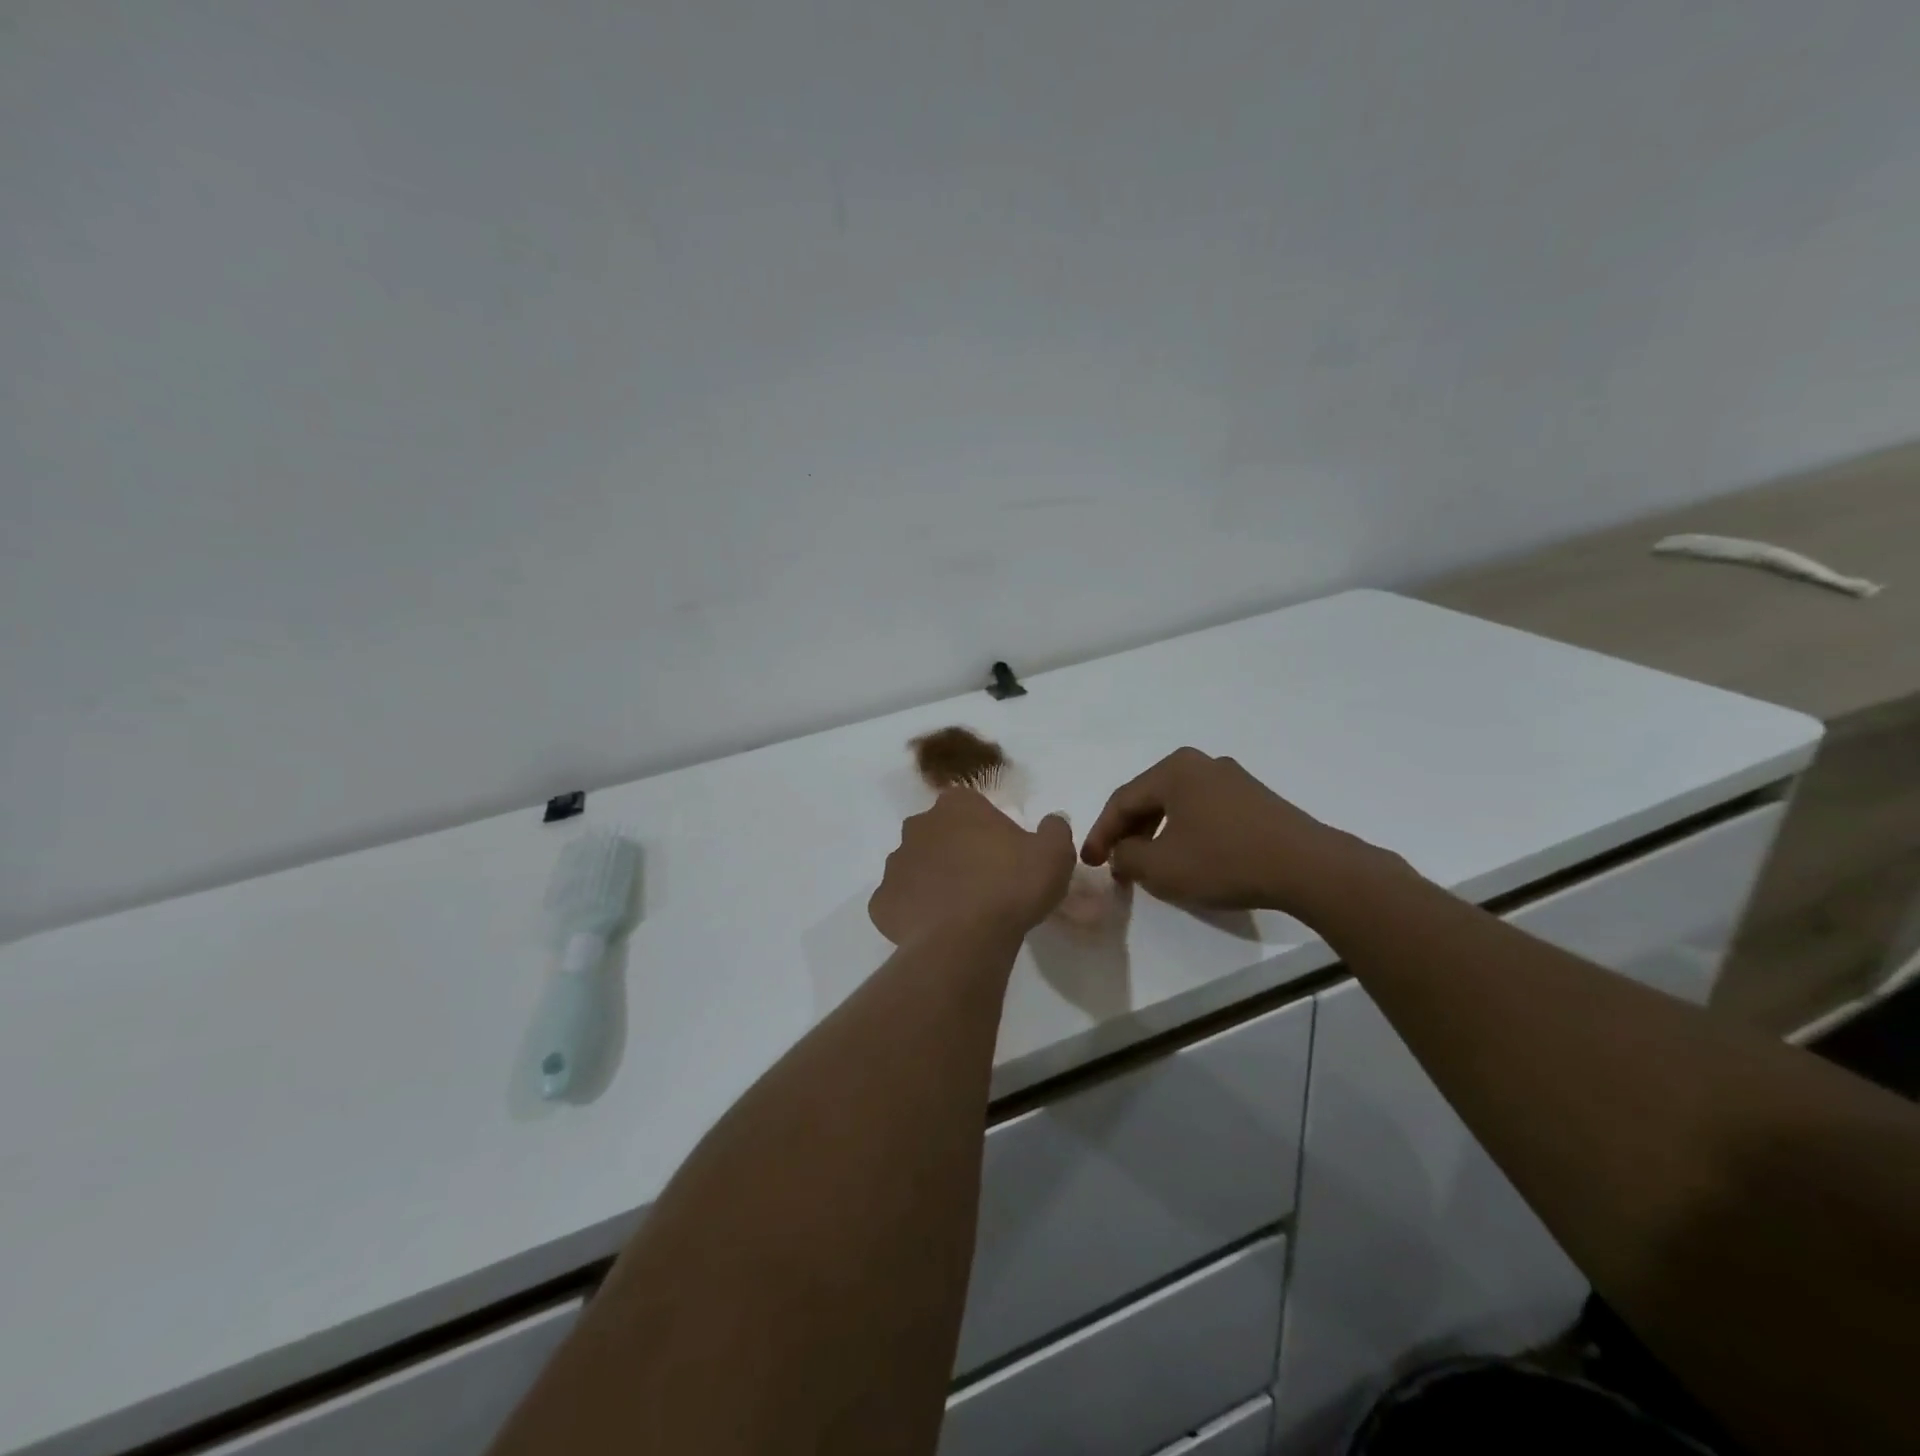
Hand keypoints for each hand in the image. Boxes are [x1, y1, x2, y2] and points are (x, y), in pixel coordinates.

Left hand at [869, 791, 1076, 946]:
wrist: (967, 938)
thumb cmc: (1012, 885)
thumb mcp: (1055, 854)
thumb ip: (1054, 830)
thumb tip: (1051, 821)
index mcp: (957, 806)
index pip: (969, 806)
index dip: (986, 829)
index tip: (1002, 854)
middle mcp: (918, 826)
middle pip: (938, 833)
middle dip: (954, 851)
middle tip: (981, 882)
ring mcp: (895, 863)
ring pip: (915, 867)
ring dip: (932, 881)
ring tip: (958, 910)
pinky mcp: (881, 902)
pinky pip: (898, 902)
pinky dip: (913, 912)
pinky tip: (935, 929)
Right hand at [1080, 748, 1391, 918]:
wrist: (1307, 867)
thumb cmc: (1224, 861)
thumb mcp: (1160, 867)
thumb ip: (1127, 856)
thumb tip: (1122, 851)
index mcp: (1174, 769)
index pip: (1122, 800)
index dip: (1101, 834)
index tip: (1090, 863)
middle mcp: (1201, 763)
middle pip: (1149, 798)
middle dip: (1128, 832)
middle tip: (1116, 863)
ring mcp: (1232, 779)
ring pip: (1178, 805)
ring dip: (1156, 834)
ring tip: (1149, 864)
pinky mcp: (1256, 799)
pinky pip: (1205, 812)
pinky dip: (1186, 833)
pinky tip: (1188, 858)